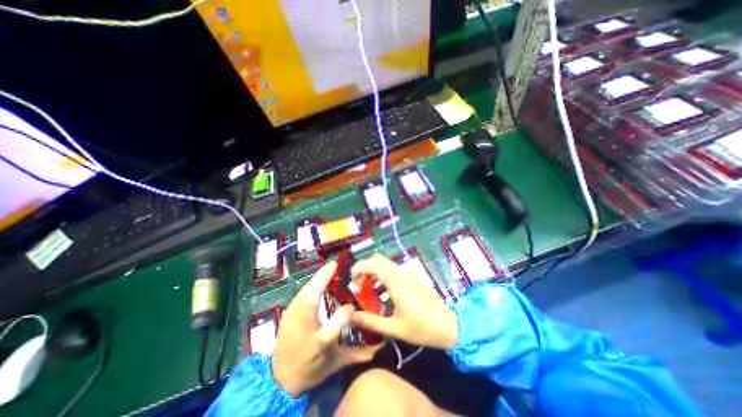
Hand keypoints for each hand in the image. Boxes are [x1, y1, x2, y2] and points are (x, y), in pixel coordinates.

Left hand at [272, 261, 378, 396]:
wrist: (280, 377)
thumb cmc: (310, 369)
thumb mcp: (336, 363)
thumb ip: (358, 355)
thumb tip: (378, 346)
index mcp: (315, 346)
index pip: (330, 331)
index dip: (344, 317)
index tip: (353, 305)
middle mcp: (301, 331)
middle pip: (310, 297)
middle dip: (325, 276)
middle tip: (340, 265)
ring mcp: (291, 317)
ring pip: (306, 290)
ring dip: (319, 277)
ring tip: (333, 267)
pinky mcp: (288, 311)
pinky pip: (303, 291)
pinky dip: (313, 282)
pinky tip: (321, 279)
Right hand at [350, 254, 457, 348]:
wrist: (449, 326)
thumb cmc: (422, 328)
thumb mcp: (394, 329)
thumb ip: (371, 322)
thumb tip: (351, 316)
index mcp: (396, 283)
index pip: (374, 264)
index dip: (360, 267)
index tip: (352, 279)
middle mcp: (401, 274)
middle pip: (379, 260)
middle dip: (365, 268)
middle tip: (358, 284)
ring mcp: (408, 275)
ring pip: (386, 264)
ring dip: (374, 272)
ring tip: (368, 291)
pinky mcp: (412, 278)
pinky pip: (393, 270)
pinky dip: (383, 276)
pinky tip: (383, 295)